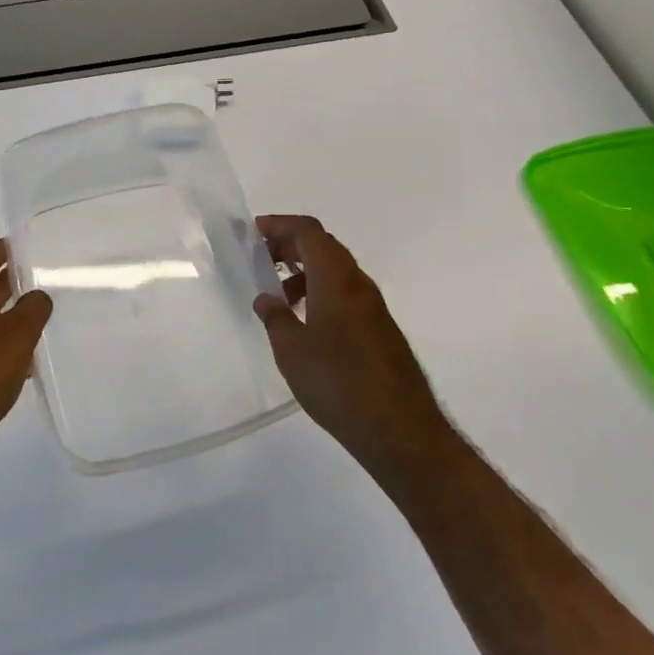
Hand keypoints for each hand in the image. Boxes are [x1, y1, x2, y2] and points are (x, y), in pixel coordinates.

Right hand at [253, 215, 445, 472]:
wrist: (399, 429)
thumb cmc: (338, 381)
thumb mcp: (291, 350)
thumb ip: (275, 318)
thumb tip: (266, 299)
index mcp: (335, 278)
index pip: (309, 231)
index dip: (280, 225)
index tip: (254, 233)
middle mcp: (358, 283)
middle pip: (323, 247)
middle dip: (290, 246)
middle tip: (260, 260)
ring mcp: (373, 307)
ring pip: (336, 272)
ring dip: (305, 273)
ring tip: (278, 298)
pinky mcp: (380, 330)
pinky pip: (345, 295)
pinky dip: (321, 294)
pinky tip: (305, 325)